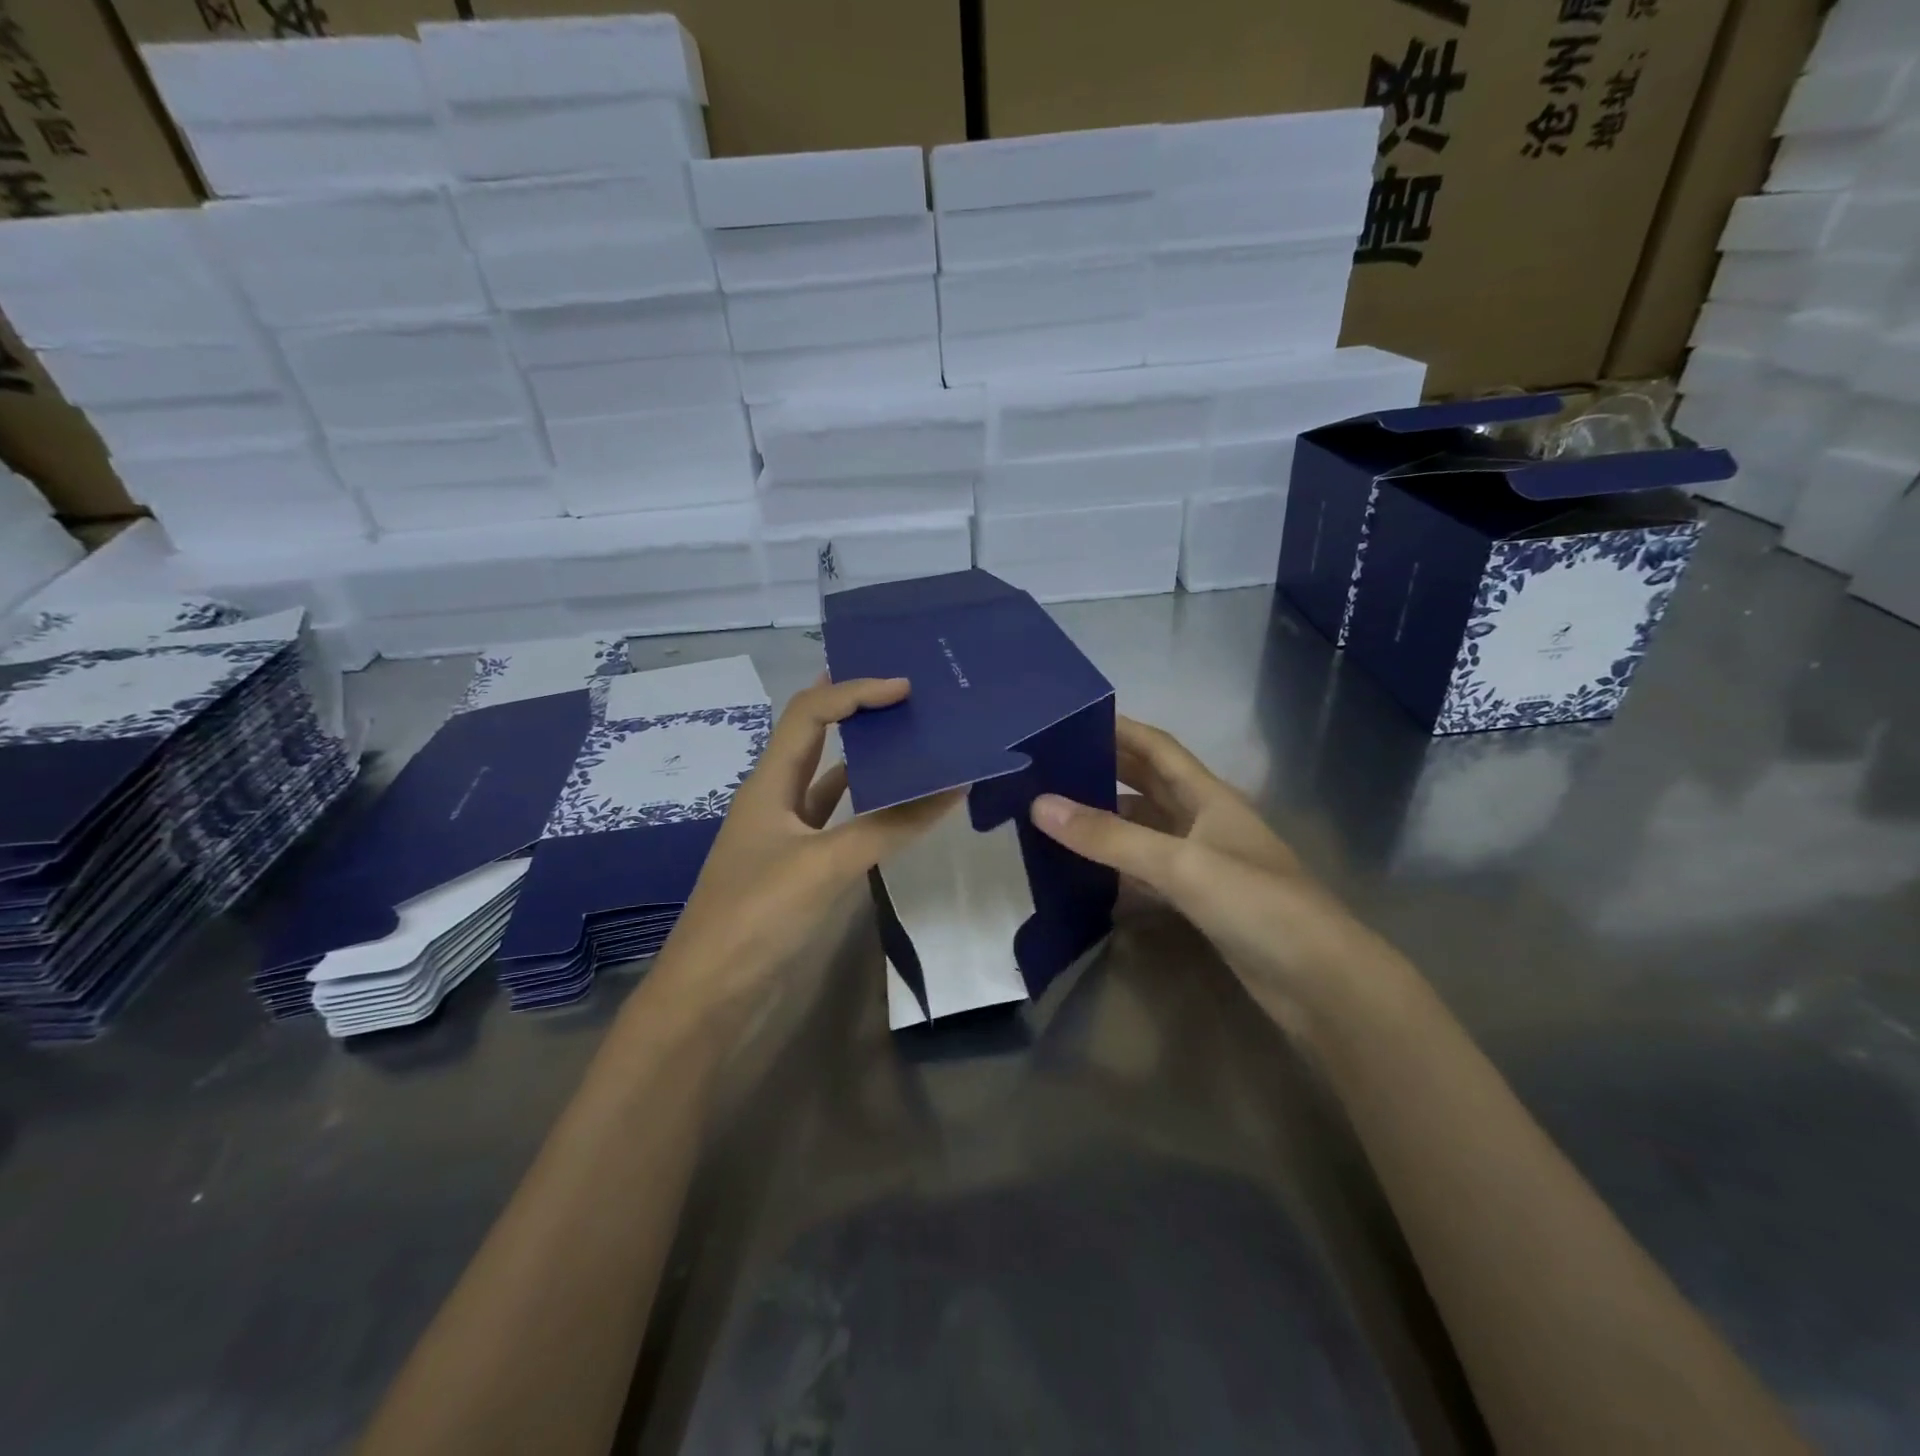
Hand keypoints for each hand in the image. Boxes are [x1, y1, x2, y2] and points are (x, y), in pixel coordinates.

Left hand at [651, 676, 961, 1017]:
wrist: (710, 998)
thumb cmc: (757, 917)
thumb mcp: (824, 864)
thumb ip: (889, 825)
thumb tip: (953, 785)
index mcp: (769, 783)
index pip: (811, 713)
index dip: (855, 691)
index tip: (906, 689)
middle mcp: (776, 799)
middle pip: (817, 737)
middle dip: (858, 711)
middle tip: (912, 700)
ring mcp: (788, 836)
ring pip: (831, 781)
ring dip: (867, 760)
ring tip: (915, 741)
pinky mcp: (801, 869)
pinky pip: (840, 822)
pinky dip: (870, 808)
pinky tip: (901, 806)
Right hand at [1029, 717, 1409, 1038]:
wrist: (1320, 981)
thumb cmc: (1257, 904)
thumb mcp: (1180, 864)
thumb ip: (1110, 837)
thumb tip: (1039, 804)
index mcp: (1208, 796)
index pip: (1157, 747)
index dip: (1119, 728)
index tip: (1070, 719)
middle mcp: (1204, 821)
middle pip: (1148, 785)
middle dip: (1104, 771)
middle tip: (1049, 767)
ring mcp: (1203, 863)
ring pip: (1145, 829)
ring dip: (1107, 820)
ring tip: (1053, 815)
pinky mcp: (1200, 902)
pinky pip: (1148, 872)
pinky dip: (1117, 867)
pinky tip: (1083, 872)